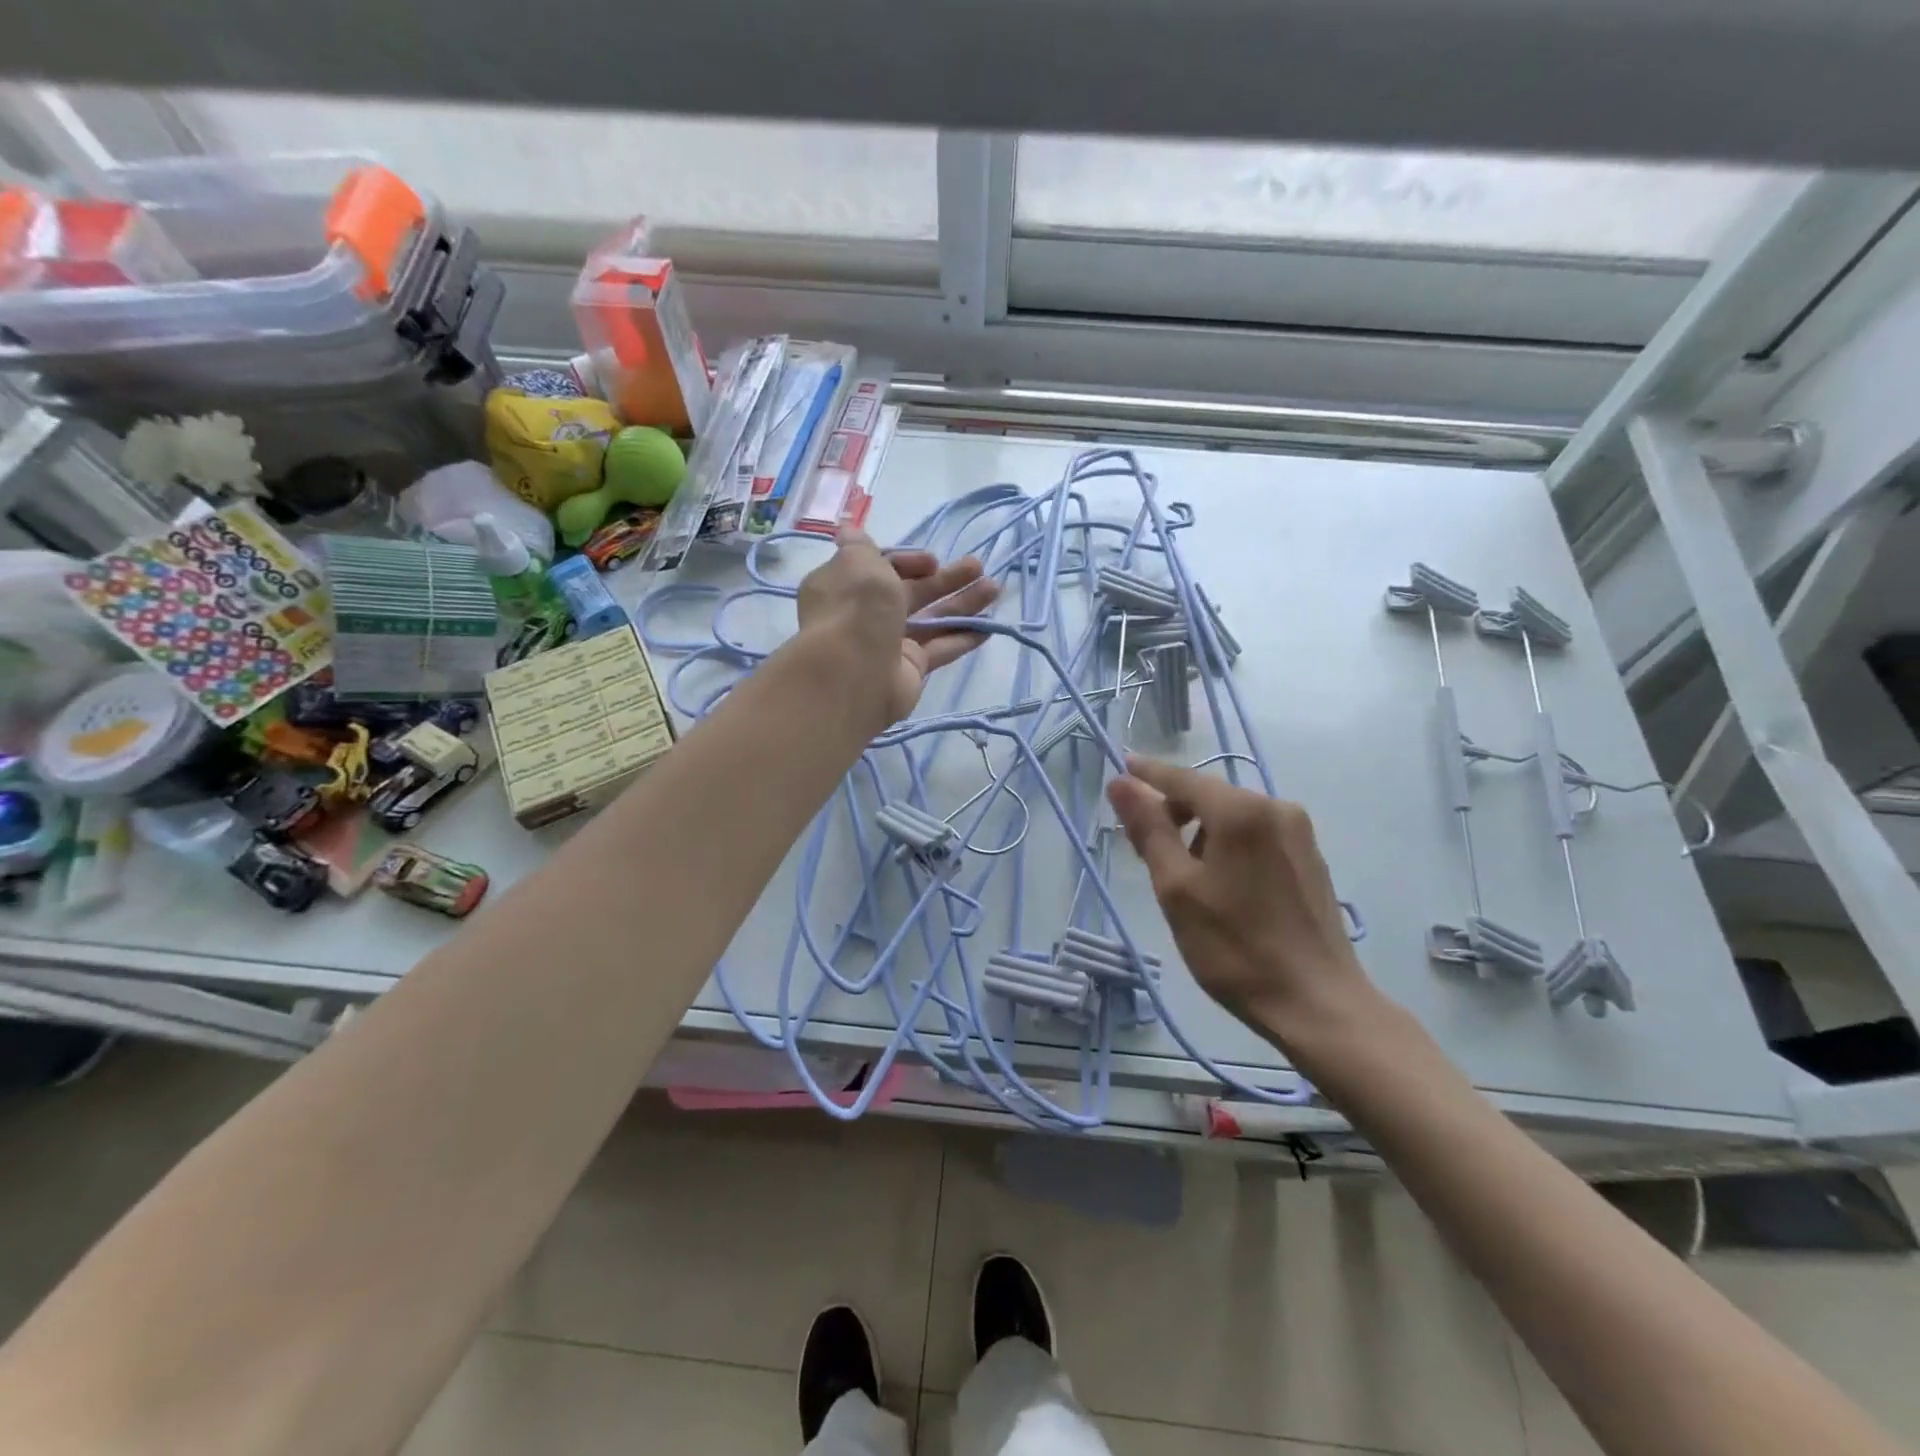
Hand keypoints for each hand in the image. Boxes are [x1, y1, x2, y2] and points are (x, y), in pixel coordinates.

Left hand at [796, 528, 999, 722]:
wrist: (855, 673)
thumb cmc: (856, 609)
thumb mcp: (857, 563)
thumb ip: (860, 546)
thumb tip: (848, 530)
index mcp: (845, 586)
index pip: (879, 568)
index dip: (908, 561)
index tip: (930, 561)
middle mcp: (864, 614)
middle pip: (910, 592)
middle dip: (945, 579)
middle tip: (977, 567)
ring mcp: (888, 644)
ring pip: (930, 619)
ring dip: (962, 603)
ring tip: (995, 589)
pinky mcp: (909, 669)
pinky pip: (939, 649)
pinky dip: (963, 637)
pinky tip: (989, 627)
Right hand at [1106, 754, 1376, 1051]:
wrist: (1317, 1004)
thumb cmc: (1234, 947)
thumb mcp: (1176, 887)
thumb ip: (1149, 829)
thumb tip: (1121, 782)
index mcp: (1241, 811)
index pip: (1182, 779)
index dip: (1148, 774)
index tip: (1121, 766)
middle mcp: (1275, 808)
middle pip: (1209, 796)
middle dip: (1174, 812)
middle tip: (1144, 848)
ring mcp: (1299, 833)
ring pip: (1233, 817)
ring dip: (1201, 832)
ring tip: (1183, 877)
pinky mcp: (1310, 858)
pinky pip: (1256, 835)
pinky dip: (1228, 845)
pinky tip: (1220, 885)